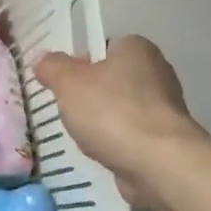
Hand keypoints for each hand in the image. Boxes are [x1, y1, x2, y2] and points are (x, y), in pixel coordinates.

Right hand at [35, 36, 209, 205]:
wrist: (158, 163)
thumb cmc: (111, 112)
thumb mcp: (68, 82)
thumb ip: (52, 67)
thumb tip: (44, 62)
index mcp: (136, 48)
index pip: (102, 48)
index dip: (78, 63)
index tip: (62, 83)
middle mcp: (157, 72)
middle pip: (110, 79)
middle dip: (88, 95)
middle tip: (67, 110)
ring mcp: (165, 107)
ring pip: (120, 109)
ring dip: (101, 122)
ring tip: (82, 136)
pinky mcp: (166, 139)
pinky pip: (130, 135)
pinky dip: (116, 142)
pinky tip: (102, 153)